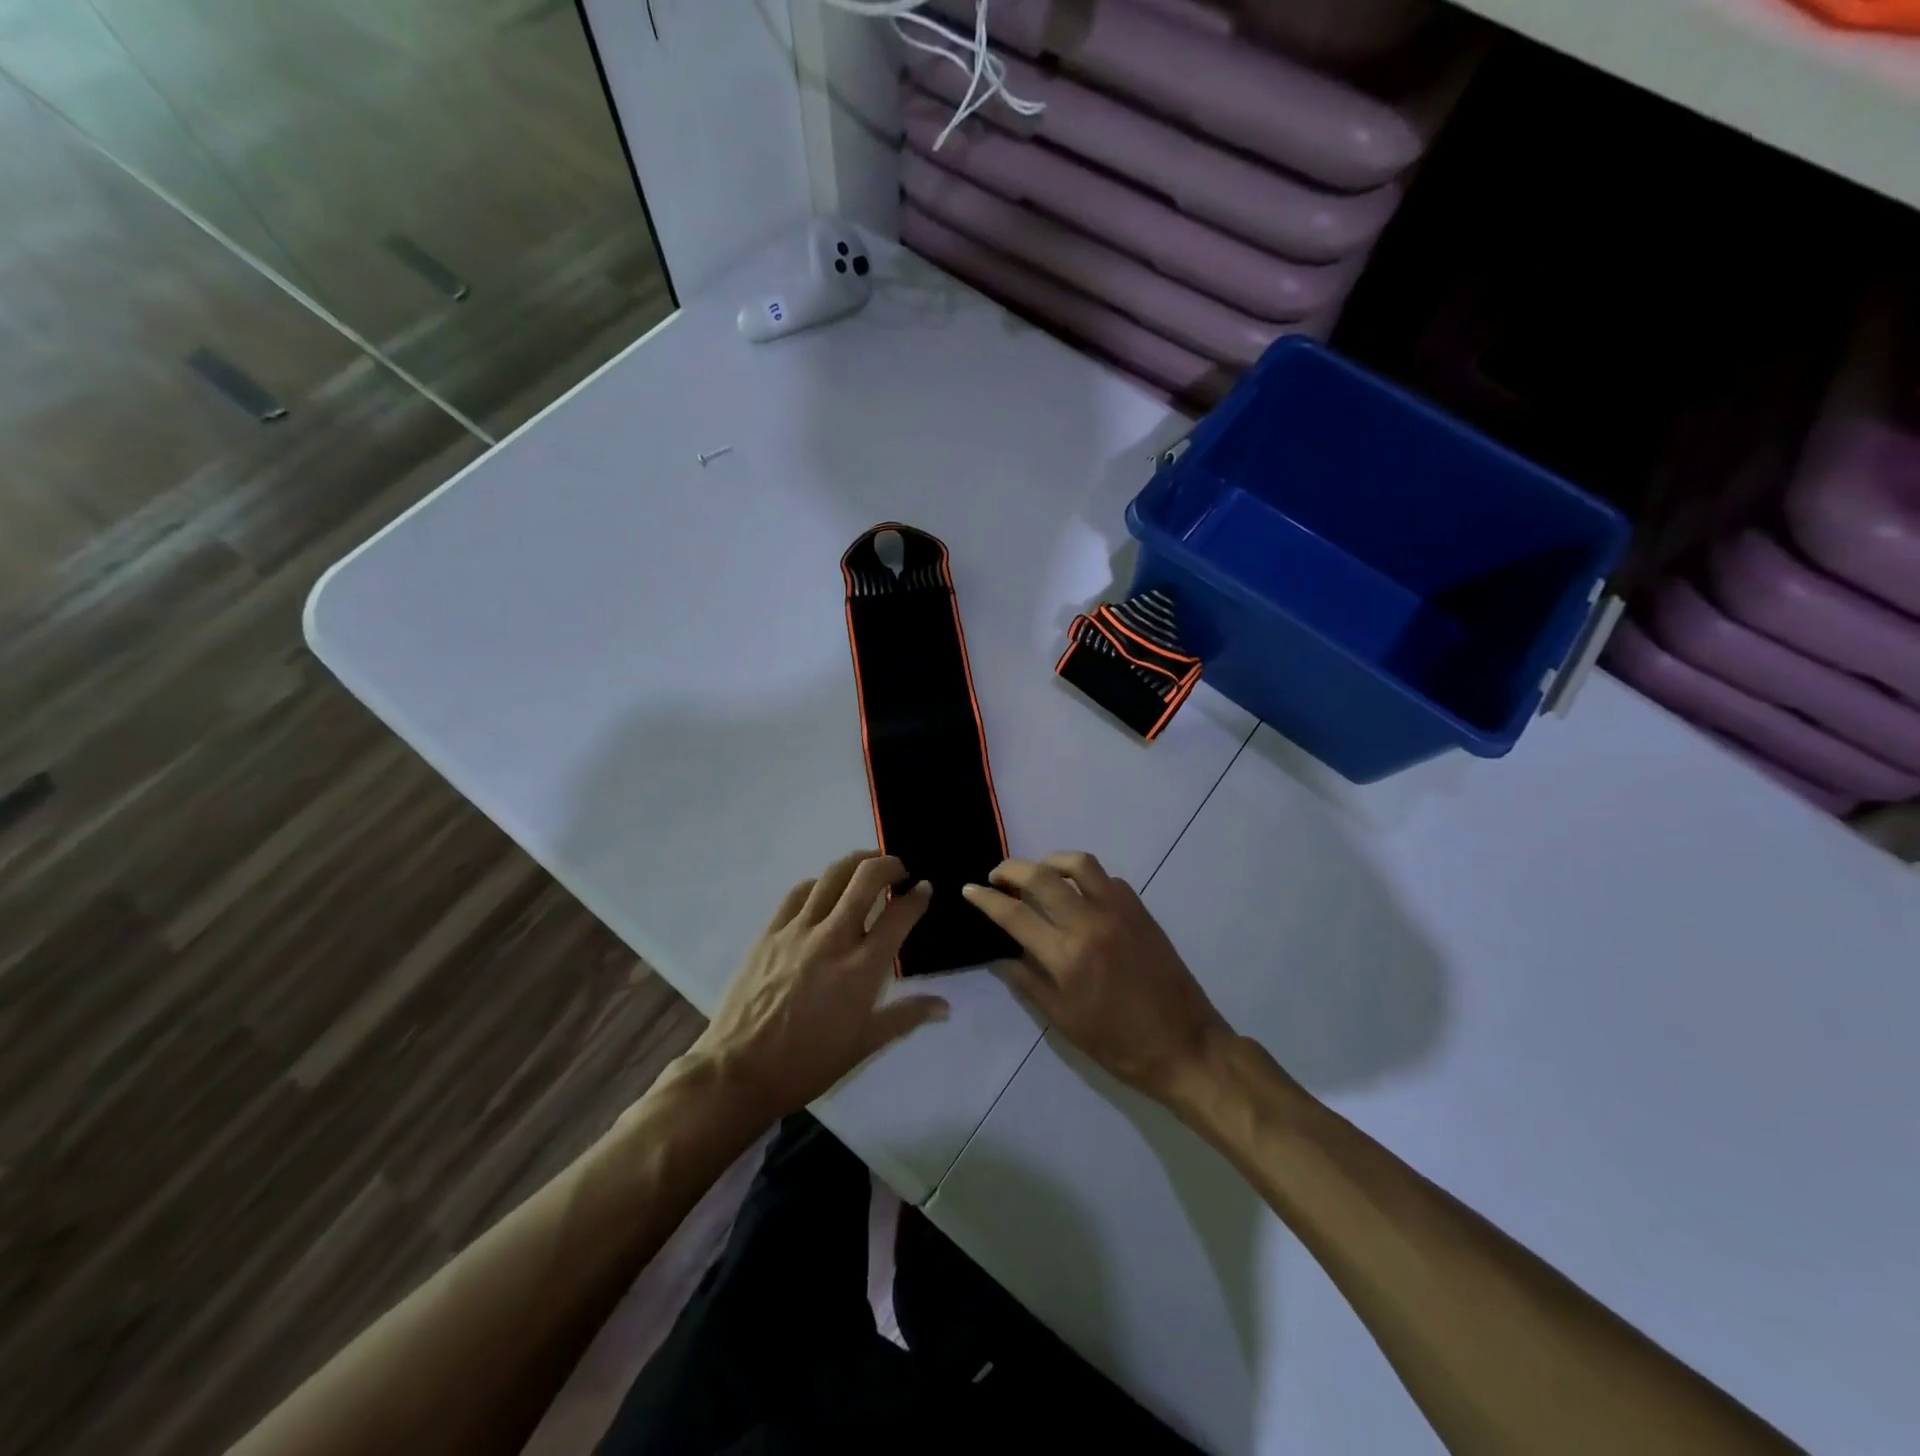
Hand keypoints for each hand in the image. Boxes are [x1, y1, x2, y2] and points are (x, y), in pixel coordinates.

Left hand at [693, 851, 947, 1122]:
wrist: (739, 1070)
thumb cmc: (808, 1063)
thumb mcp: (864, 1045)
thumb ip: (906, 1016)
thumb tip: (945, 1007)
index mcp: (862, 968)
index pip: (899, 916)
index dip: (917, 897)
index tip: (924, 889)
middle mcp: (834, 938)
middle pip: (867, 879)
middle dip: (889, 865)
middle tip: (899, 870)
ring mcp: (798, 930)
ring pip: (832, 875)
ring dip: (856, 862)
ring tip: (867, 865)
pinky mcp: (770, 931)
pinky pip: (798, 892)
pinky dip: (818, 882)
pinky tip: (824, 889)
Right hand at [963, 853, 1230, 1101]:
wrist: (1184, 1045)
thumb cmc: (1118, 1044)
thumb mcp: (1063, 1021)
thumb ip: (1028, 982)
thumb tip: (1002, 954)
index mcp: (1067, 956)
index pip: (1015, 914)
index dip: (986, 898)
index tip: (969, 889)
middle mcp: (1091, 923)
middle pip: (1041, 876)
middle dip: (1011, 868)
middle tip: (997, 876)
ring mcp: (1119, 911)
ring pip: (1078, 863)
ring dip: (1050, 861)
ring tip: (1038, 874)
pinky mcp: (1141, 910)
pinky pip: (1107, 878)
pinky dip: (1085, 878)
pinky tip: (1079, 894)